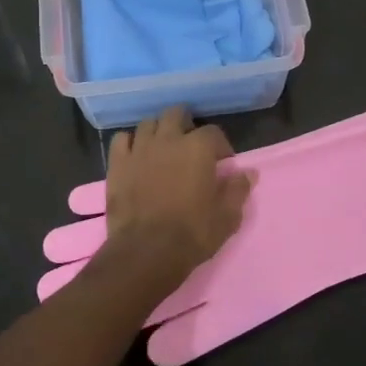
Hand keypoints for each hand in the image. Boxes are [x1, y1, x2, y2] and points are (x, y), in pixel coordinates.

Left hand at [102, 107, 250, 283]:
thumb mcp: (227, 216)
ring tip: (163, 148)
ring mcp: (139, 149)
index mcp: (198, 148)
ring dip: (158, 131)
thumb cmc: (192, 233)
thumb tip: (248, 173)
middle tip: (190, 146)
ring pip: (148, 123)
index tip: (222, 162)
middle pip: (176, 114)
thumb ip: (238, 190)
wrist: (146, 251)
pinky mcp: (117, 164)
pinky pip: (122, 140)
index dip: (220, 146)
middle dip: (186, 125)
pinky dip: (130, 143)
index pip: (214, 132)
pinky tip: (136, 155)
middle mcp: (168, 139)